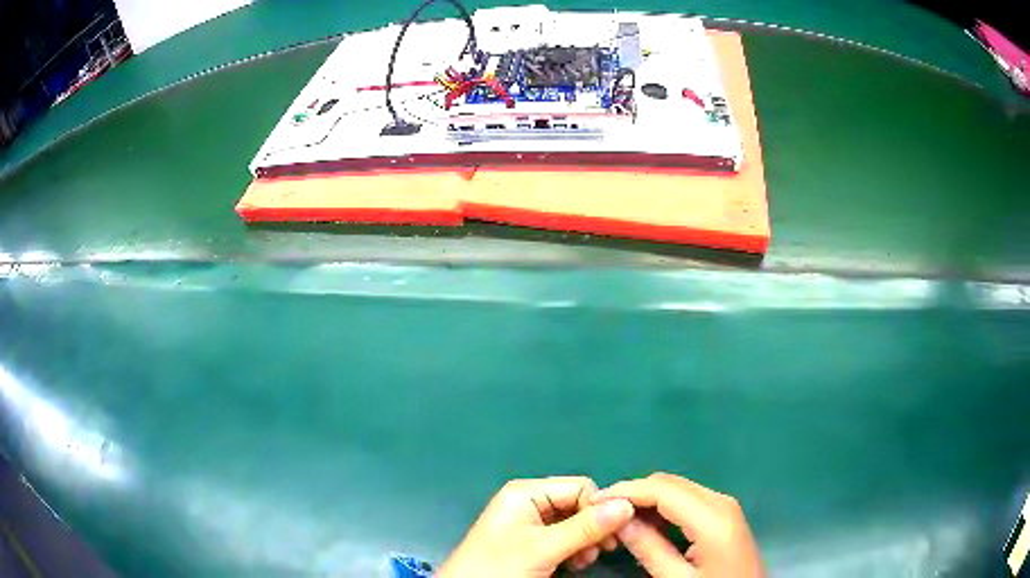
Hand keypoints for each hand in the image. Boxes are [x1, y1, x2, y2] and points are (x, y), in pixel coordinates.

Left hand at [438, 476, 634, 576]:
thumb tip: (627, 504)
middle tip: (601, 551)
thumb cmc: (499, 566)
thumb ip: (585, 527)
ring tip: (583, 561)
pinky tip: (574, 564)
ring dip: (586, 541)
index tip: (614, 534)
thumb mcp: (543, 548)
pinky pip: (565, 538)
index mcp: (526, 493)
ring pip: (575, 524)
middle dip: (593, 528)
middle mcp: (530, 502)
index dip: (599, 508)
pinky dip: (575, 549)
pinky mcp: (532, 542)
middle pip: (578, 505)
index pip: (580, 488)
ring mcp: (530, 523)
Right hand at [592, 472, 762, 576]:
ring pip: (677, 489)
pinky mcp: (724, 514)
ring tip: (618, 519)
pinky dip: (662, 506)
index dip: (625, 491)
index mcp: (712, 517)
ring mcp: (725, 506)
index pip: (661, 489)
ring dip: (646, 498)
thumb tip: (619, 520)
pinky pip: (687, 500)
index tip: (593, 502)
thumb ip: (649, 549)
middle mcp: (720, 501)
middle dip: (634, 492)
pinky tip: (645, 522)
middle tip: (602, 513)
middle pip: (669, 483)